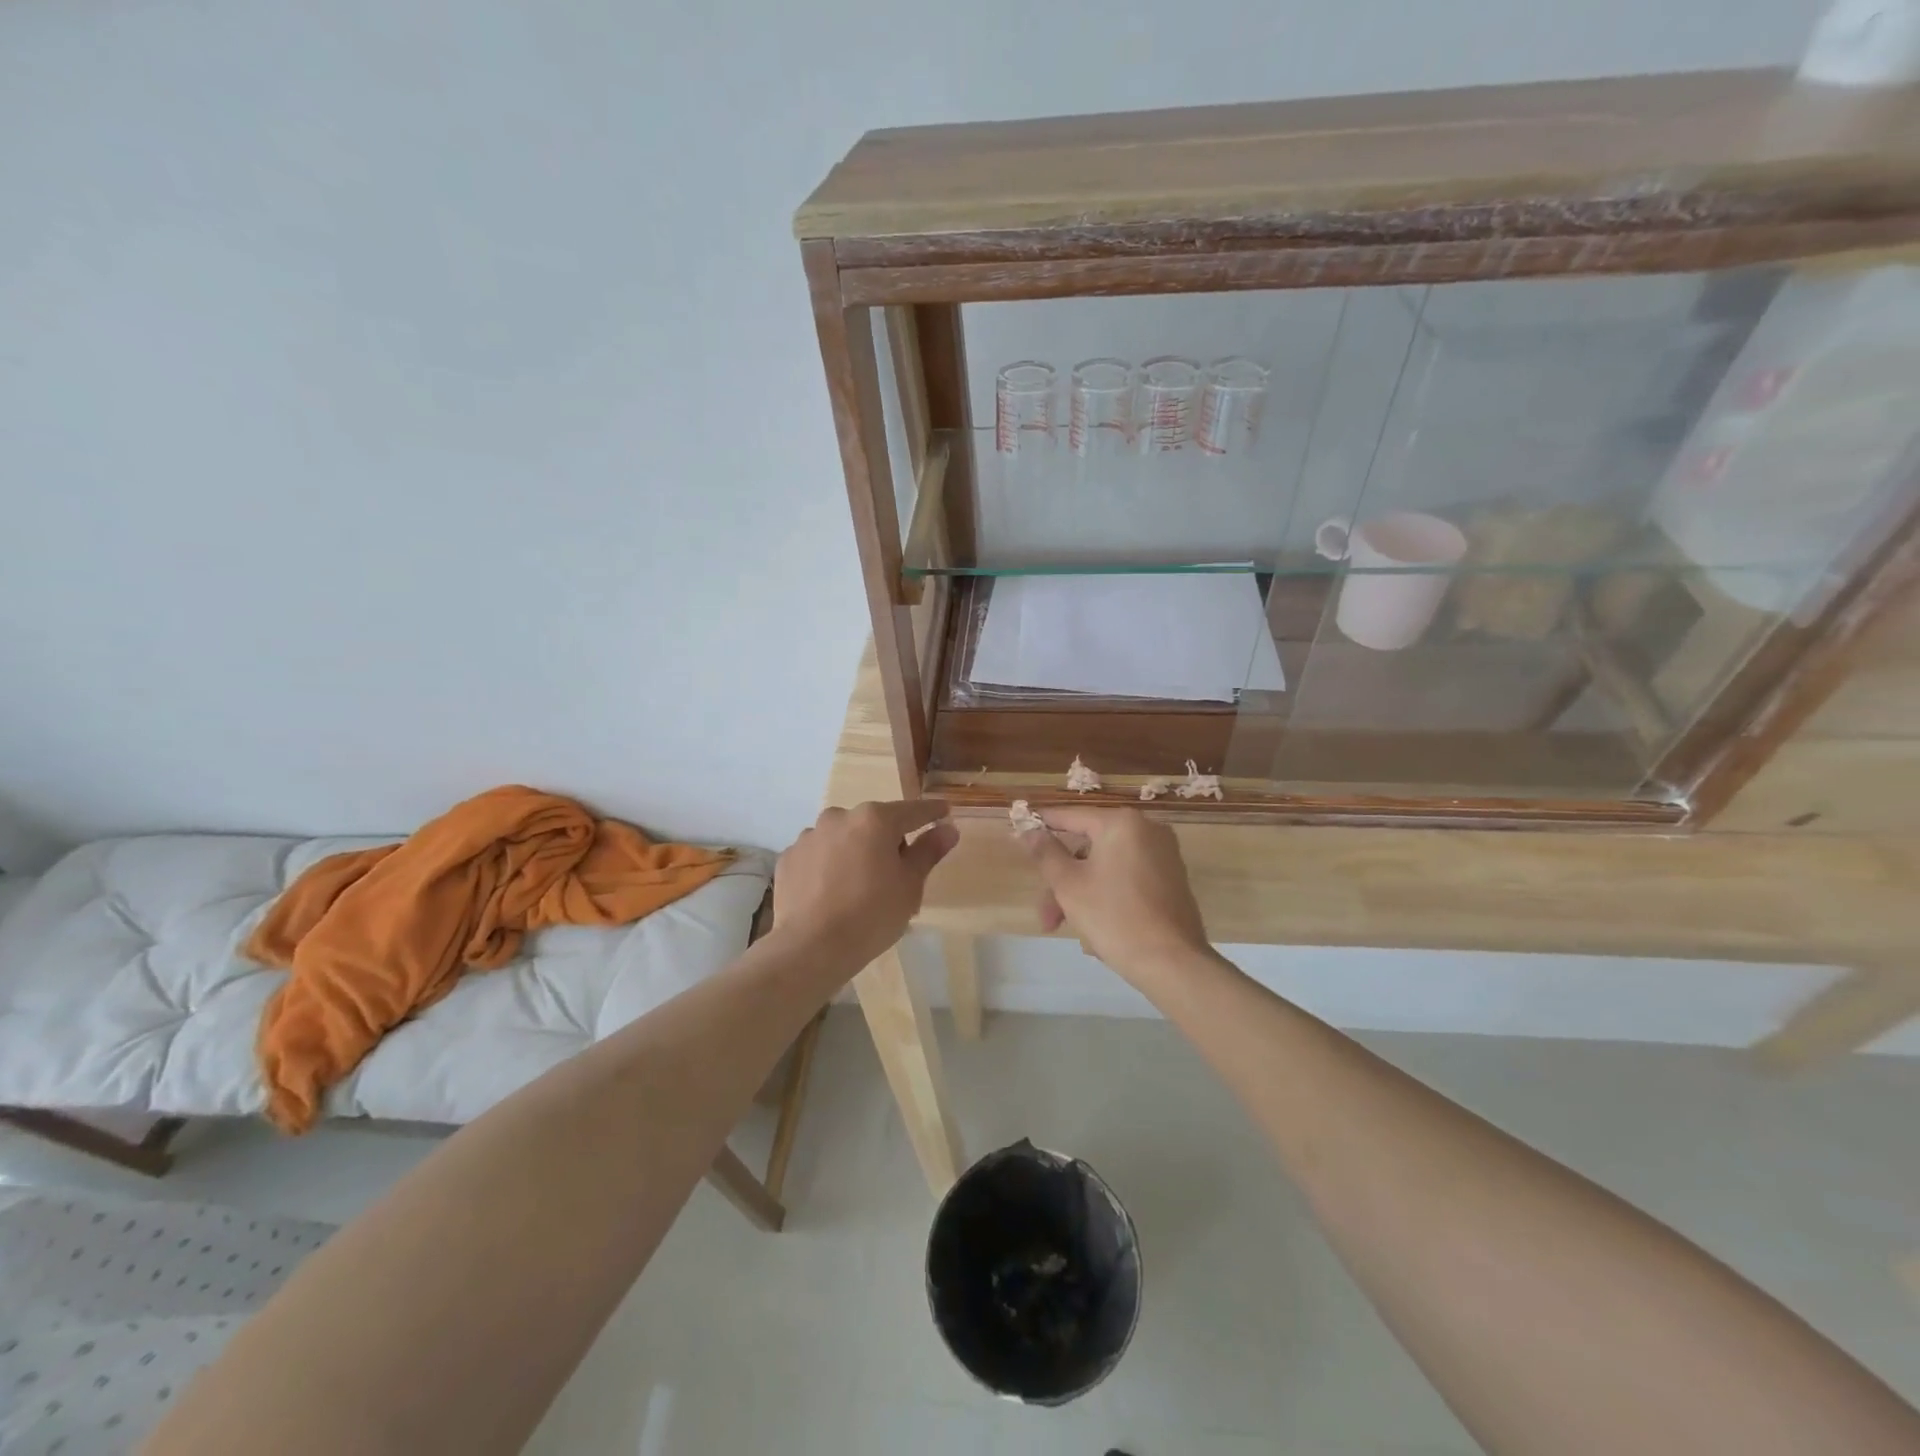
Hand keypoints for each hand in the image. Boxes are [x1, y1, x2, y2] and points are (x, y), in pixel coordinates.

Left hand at [774, 800, 957, 969]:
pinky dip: (828, 866)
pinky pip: (818, 855)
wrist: (811, 947)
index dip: (932, 813)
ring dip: (854, 851)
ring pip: (843, 838)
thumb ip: (929, 851)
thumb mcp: (910, 885)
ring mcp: (809, 836)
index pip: (913, 811)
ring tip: (858, 886)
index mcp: (875, 819)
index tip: (944, 812)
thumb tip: (948, 829)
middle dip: (887, 840)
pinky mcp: (789, 858)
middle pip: (874, 823)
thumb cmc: (872, 914)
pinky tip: (831, 893)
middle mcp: (839, 817)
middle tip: (896, 872)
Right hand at [1019, 807, 1211, 986]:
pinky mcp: (1172, 879)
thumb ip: (1046, 853)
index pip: (1071, 816)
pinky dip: (1106, 893)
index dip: (1043, 826)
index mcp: (1122, 823)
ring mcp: (1163, 855)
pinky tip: (1092, 924)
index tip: (1019, 831)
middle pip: (1088, 848)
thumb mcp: (1069, 884)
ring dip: (1080, 892)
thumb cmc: (1114, 916)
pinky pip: (1127, 877)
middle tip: (1046, 914)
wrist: (1172, 962)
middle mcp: (1147, 830)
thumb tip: (1029, 830)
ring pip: (1106, 866)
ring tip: (1063, 927)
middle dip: (1062, 881)